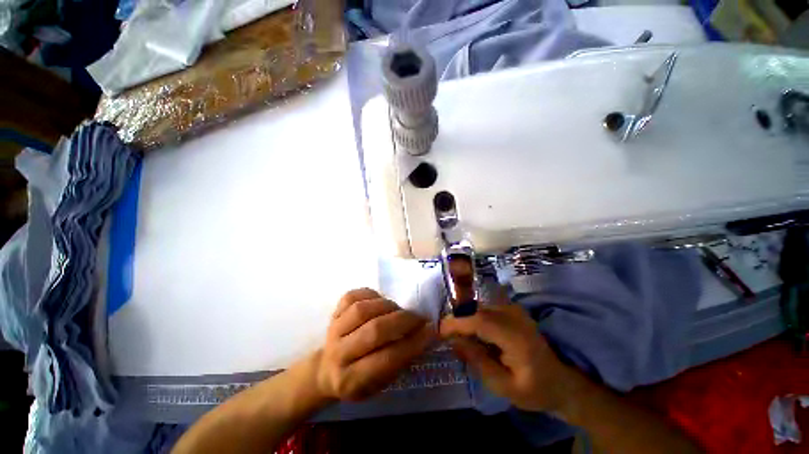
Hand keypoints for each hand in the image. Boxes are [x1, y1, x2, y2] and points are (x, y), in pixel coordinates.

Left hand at [315, 288, 433, 400]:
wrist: (326, 370)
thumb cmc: (359, 380)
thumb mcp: (381, 383)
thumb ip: (401, 360)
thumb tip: (425, 333)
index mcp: (352, 381)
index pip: (386, 360)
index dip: (412, 343)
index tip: (430, 331)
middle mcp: (339, 355)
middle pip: (374, 331)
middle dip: (402, 321)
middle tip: (418, 318)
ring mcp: (334, 330)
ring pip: (362, 310)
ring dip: (387, 306)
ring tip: (398, 310)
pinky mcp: (333, 313)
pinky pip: (352, 296)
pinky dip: (371, 294)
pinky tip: (380, 301)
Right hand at [440, 303, 576, 412]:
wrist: (560, 381)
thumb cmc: (534, 389)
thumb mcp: (504, 386)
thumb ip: (478, 361)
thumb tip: (454, 341)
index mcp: (516, 337)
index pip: (480, 322)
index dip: (457, 324)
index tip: (439, 332)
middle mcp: (515, 317)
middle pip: (478, 312)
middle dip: (459, 322)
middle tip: (446, 337)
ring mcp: (515, 310)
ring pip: (480, 308)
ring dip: (466, 320)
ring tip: (458, 337)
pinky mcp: (512, 309)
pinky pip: (486, 309)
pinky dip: (475, 318)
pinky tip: (473, 333)